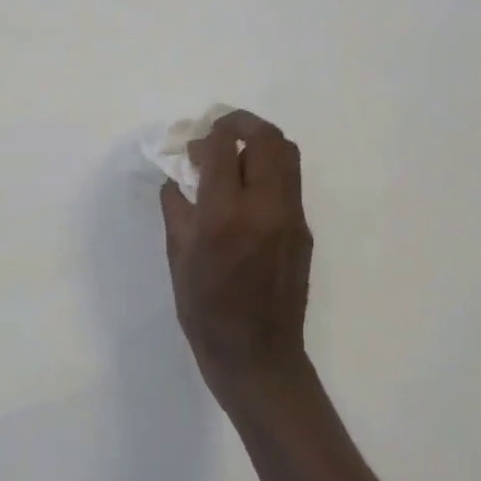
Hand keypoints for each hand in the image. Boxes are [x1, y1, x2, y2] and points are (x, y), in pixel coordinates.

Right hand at [160, 110, 314, 412]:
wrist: (258, 357)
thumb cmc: (206, 312)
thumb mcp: (178, 259)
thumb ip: (177, 210)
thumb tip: (176, 179)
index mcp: (224, 216)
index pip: (224, 147)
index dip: (209, 133)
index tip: (195, 142)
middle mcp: (264, 208)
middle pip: (267, 138)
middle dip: (241, 124)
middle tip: (219, 134)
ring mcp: (291, 218)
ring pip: (287, 154)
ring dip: (260, 143)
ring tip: (236, 157)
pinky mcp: (304, 230)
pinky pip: (289, 183)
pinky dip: (269, 171)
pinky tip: (247, 193)